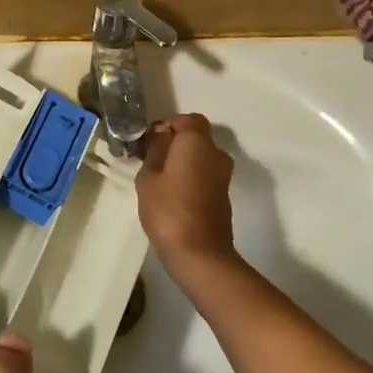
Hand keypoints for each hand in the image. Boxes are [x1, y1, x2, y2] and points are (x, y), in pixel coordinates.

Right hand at [136, 113, 240, 273]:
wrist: (199, 253)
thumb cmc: (168, 209)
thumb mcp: (149, 176)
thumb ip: (155, 149)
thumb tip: (163, 135)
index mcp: (198, 142)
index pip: (188, 119)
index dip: (168, 125)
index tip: (148, 140)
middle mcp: (216, 153)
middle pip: (196, 137)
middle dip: (174, 143)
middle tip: (150, 159)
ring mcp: (223, 176)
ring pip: (200, 157)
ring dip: (182, 162)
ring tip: (158, 179)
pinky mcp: (223, 196)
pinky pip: (205, 175)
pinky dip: (190, 177)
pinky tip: (172, 195)